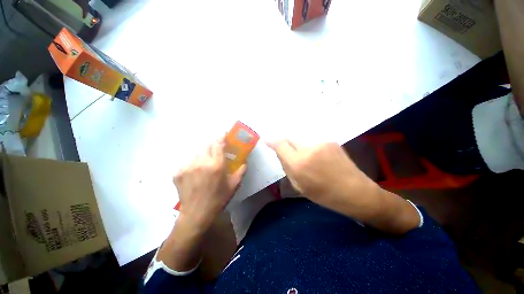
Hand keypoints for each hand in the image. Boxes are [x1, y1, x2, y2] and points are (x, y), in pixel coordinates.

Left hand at [174, 138, 245, 231]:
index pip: (218, 144)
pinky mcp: (177, 172)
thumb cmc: (219, 198)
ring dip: (203, 154)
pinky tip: (196, 172)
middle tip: (216, 150)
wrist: (197, 214)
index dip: (221, 137)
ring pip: (196, 152)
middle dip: (212, 145)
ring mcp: (187, 167)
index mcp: (216, 165)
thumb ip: (241, 171)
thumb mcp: (234, 185)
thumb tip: (244, 162)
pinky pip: (188, 162)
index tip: (224, 134)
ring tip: (206, 162)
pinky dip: (194, 163)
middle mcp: (201, 162)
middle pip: (206, 145)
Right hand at [268, 140, 419, 233]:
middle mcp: (308, 149)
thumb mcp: (299, 186)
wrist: (355, 191)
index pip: (280, 144)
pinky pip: (313, 141)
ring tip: (307, 158)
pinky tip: (318, 157)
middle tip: (290, 153)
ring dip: (299, 146)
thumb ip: (287, 167)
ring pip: (301, 140)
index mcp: (299, 164)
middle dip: (286, 144)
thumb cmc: (324, 194)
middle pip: (290, 138)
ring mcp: (321, 142)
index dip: (272, 141)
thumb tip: (281, 153)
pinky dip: (310, 147)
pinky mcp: (330, 141)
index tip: (267, 140)